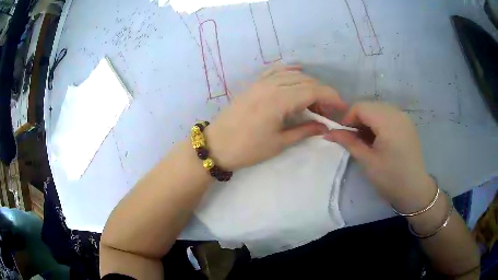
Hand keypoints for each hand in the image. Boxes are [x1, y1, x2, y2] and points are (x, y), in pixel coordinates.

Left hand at [205, 65, 346, 170]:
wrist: (216, 145)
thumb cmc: (248, 149)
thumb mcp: (279, 143)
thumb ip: (304, 131)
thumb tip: (324, 126)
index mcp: (279, 100)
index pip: (313, 90)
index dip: (331, 96)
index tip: (341, 107)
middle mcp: (271, 85)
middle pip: (305, 81)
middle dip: (321, 92)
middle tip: (327, 110)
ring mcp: (261, 82)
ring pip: (292, 74)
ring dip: (308, 83)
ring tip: (314, 100)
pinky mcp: (254, 84)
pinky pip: (275, 71)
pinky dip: (290, 71)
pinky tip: (297, 74)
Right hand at [324, 102, 435, 211]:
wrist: (415, 190)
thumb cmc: (390, 178)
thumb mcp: (367, 161)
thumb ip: (348, 142)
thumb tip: (328, 132)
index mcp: (387, 121)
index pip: (360, 106)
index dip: (347, 117)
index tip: (342, 134)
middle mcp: (397, 113)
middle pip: (369, 106)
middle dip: (357, 119)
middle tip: (352, 139)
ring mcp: (404, 117)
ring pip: (378, 109)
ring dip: (367, 121)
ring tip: (365, 140)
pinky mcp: (407, 124)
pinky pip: (388, 115)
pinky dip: (378, 122)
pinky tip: (378, 139)